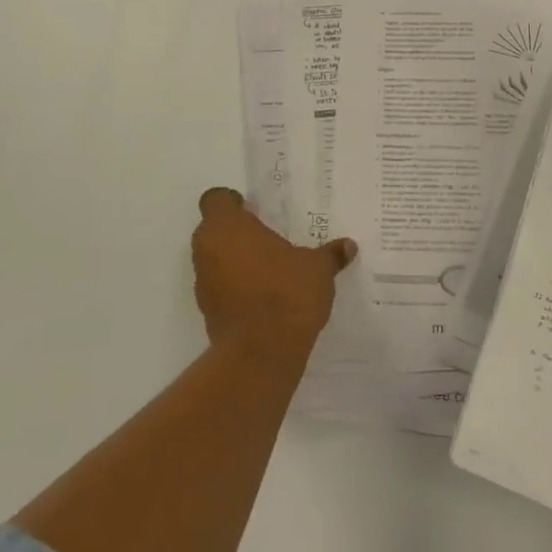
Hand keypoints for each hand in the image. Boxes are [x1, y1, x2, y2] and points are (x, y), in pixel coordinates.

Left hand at [190, 187, 355, 361]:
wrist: (261, 353)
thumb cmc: (286, 293)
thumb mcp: (317, 269)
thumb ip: (330, 254)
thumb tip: (348, 246)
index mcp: (227, 227)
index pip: (216, 199)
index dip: (233, 202)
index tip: (256, 212)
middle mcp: (206, 249)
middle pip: (214, 229)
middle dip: (238, 232)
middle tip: (269, 238)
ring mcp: (203, 282)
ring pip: (215, 259)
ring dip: (235, 260)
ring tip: (270, 269)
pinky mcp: (207, 311)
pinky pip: (220, 287)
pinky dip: (236, 287)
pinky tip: (265, 296)